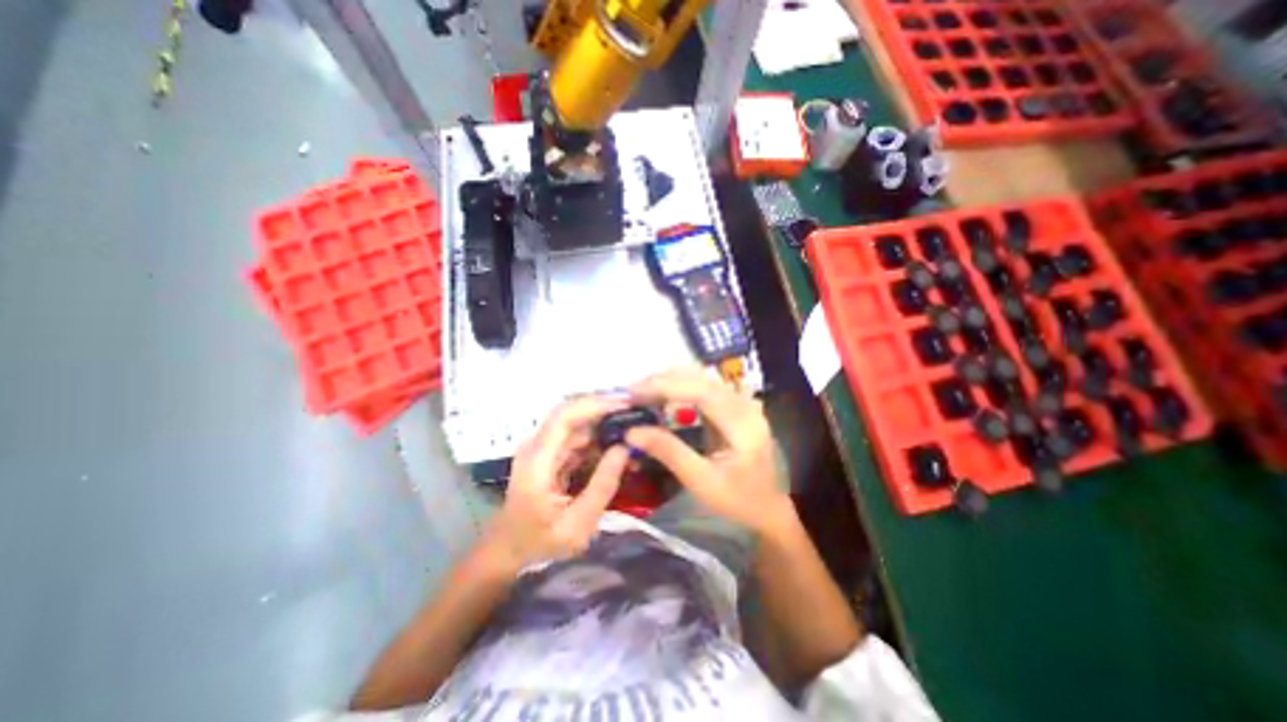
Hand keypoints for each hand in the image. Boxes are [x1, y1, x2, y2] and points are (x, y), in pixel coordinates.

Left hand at [481, 393, 632, 571]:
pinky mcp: (552, 454)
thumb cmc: (539, 544)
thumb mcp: (577, 526)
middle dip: (606, 410)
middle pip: (572, 413)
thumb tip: (625, 448)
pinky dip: (600, 440)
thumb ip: (602, 486)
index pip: (564, 416)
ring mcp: (544, 448)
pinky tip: (620, 448)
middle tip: (639, 414)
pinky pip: (579, 438)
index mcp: (537, 460)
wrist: (509, 552)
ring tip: (635, 431)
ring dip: (605, 425)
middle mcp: (537, 446)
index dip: (595, 405)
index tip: (626, 404)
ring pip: (578, 424)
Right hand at [625, 373, 796, 536]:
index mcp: (743, 426)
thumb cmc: (736, 501)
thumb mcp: (701, 482)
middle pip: (702, 379)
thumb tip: (631, 432)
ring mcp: (743, 404)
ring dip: (672, 381)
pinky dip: (681, 387)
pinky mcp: (735, 407)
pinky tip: (663, 395)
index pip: (703, 392)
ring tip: (643, 392)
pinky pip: (705, 387)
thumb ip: (668, 452)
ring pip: (703, 379)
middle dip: (665, 381)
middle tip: (633, 392)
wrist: (767, 508)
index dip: (667, 387)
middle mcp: (745, 407)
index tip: (635, 392)